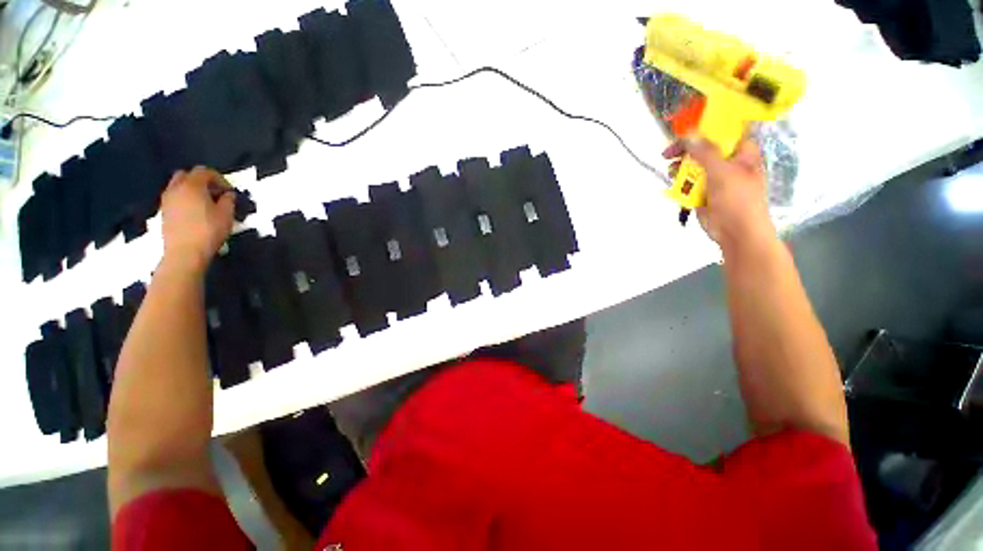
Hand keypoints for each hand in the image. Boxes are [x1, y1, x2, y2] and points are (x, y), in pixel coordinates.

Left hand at [160, 166, 234, 273]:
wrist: (184, 252)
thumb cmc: (208, 231)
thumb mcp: (226, 215)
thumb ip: (228, 201)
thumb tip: (228, 194)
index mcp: (192, 186)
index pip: (204, 171)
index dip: (219, 178)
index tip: (229, 191)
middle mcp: (176, 188)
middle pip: (187, 175)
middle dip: (202, 180)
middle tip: (215, 193)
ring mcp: (167, 200)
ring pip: (178, 186)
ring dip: (192, 190)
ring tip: (205, 203)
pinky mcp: (164, 211)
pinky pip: (174, 197)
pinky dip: (185, 199)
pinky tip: (195, 212)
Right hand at [663, 136, 775, 252]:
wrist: (736, 232)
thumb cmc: (738, 199)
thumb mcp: (723, 172)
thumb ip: (705, 153)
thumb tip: (689, 135)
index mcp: (741, 152)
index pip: (724, 132)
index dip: (706, 128)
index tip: (685, 130)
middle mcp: (728, 162)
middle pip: (704, 149)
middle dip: (687, 150)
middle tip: (670, 153)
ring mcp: (714, 178)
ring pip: (693, 166)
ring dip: (680, 167)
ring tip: (671, 171)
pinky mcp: (703, 192)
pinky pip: (689, 181)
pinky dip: (680, 181)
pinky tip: (673, 182)